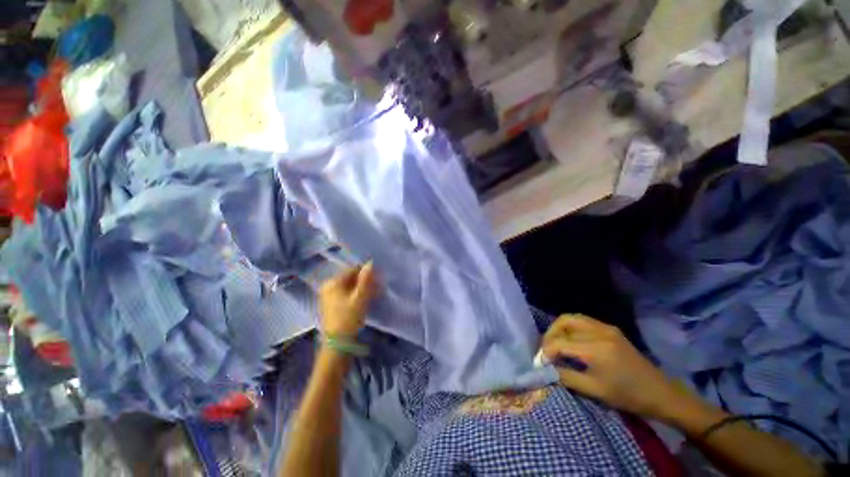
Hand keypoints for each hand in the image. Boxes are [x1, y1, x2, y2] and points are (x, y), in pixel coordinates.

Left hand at [319, 263, 377, 338]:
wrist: (337, 344)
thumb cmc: (348, 318)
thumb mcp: (360, 298)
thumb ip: (366, 280)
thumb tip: (370, 263)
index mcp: (333, 283)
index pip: (352, 270)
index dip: (366, 272)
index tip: (378, 278)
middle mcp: (329, 287)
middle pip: (351, 278)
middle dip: (366, 281)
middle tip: (378, 287)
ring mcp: (330, 296)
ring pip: (351, 287)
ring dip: (363, 288)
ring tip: (375, 293)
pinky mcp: (333, 305)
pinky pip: (348, 294)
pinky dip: (358, 295)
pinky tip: (367, 299)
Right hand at [542, 314, 690, 419]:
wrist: (660, 393)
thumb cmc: (628, 396)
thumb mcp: (595, 391)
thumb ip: (566, 378)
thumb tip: (545, 370)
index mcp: (596, 349)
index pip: (560, 343)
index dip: (546, 351)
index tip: (539, 362)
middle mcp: (599, 332)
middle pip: (564, 322)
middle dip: (550, 335)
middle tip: (546, 350)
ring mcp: (606, 328)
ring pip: (572, 318)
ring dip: (559, 329)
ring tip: (555, 344)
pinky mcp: (610, 329)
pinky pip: (583, 321)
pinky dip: (571, 327)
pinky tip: (570, 340)